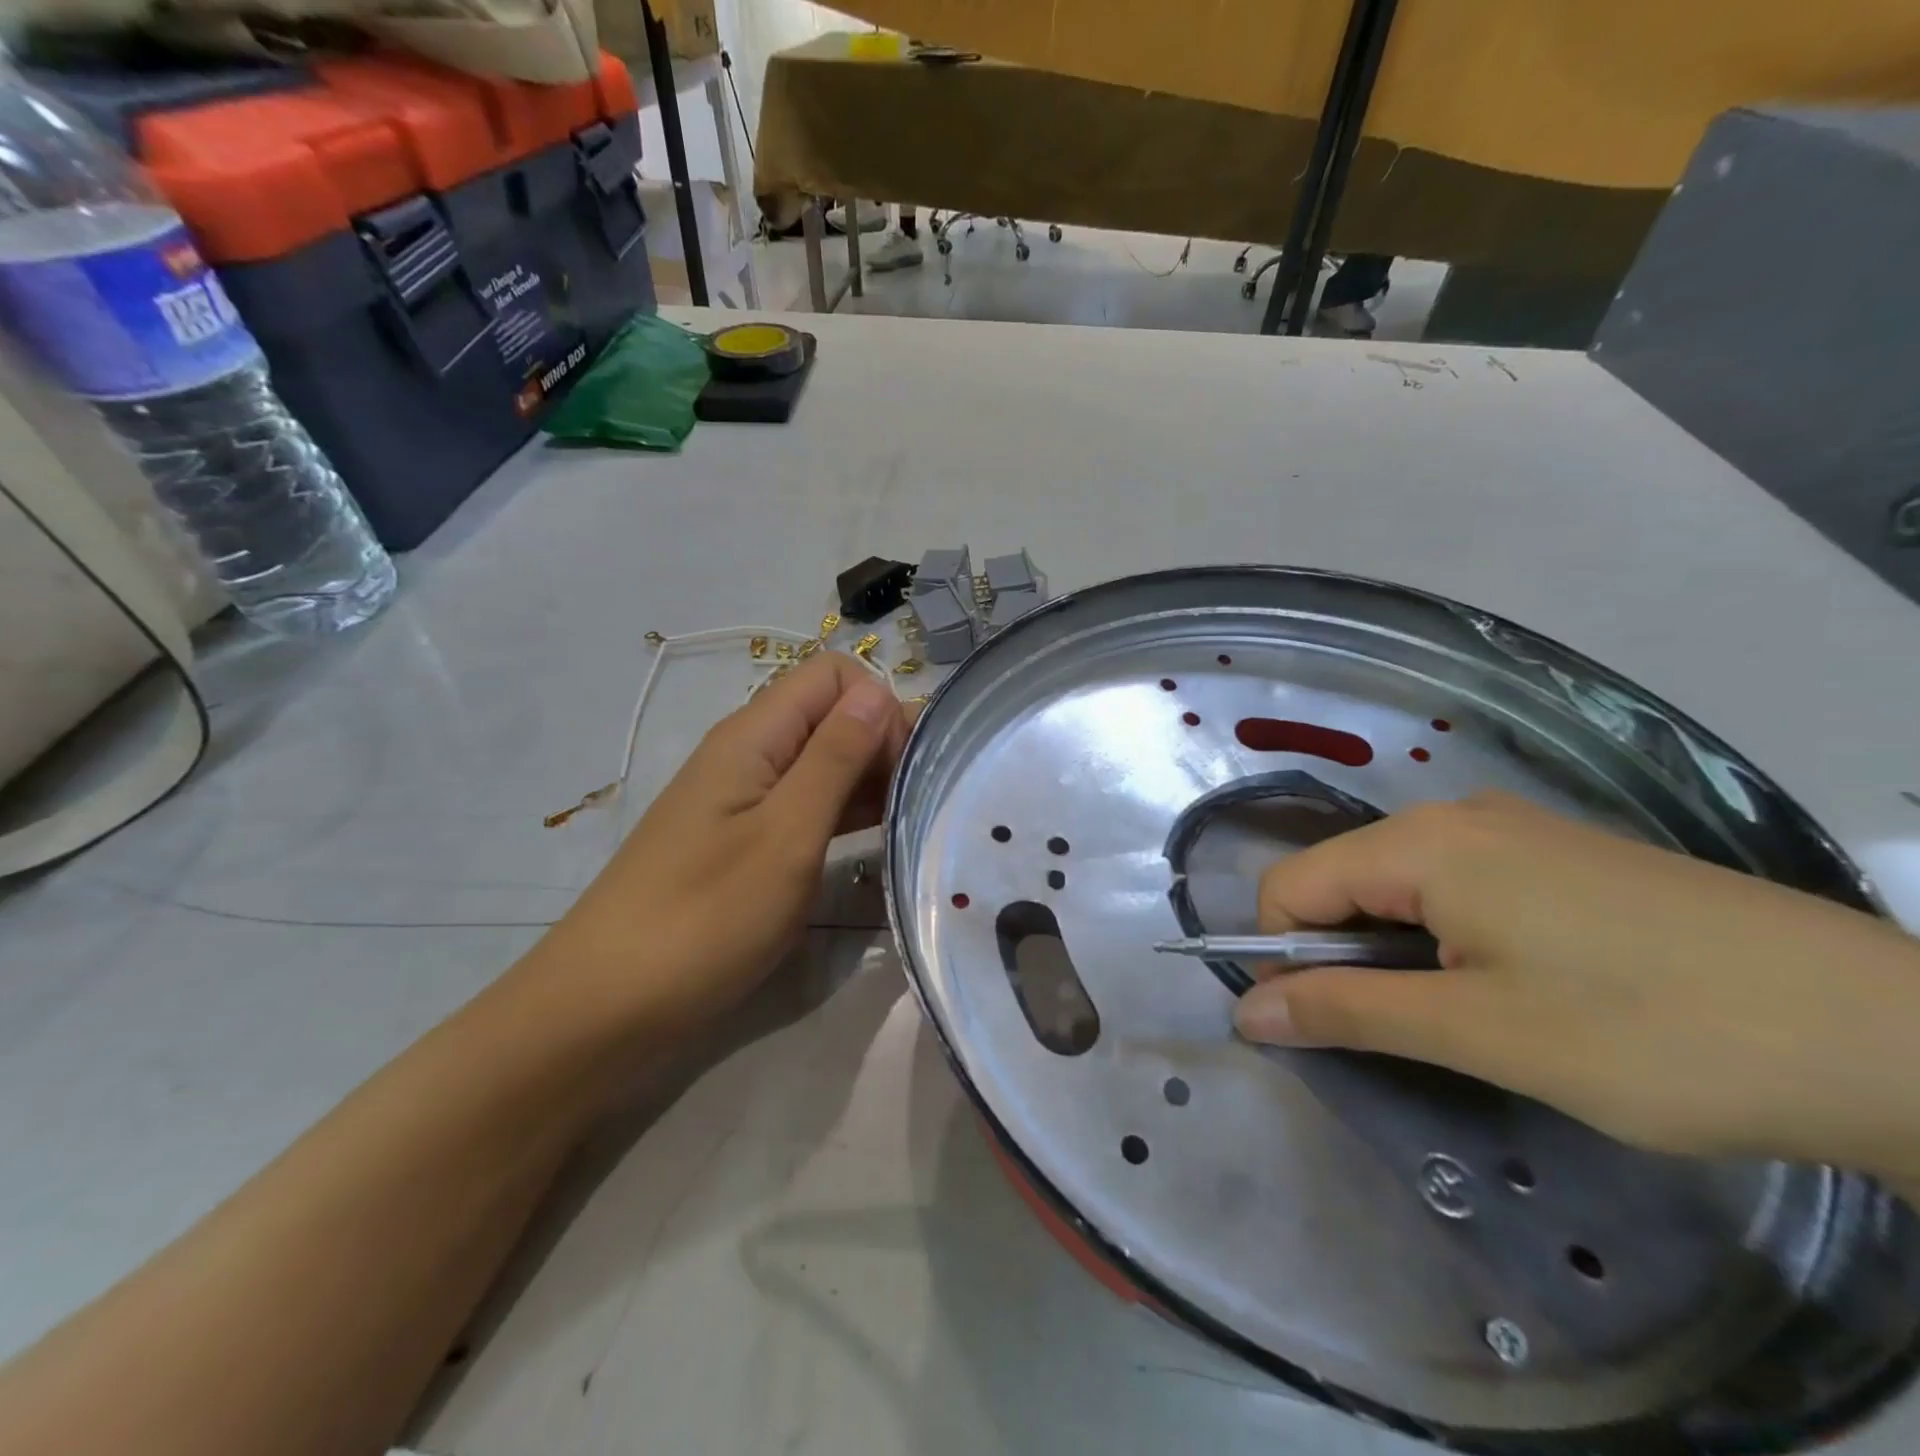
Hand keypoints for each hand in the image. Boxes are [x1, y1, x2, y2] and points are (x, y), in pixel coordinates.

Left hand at [533, 653, 910, 1031]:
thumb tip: (879, 693)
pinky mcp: (744, 839)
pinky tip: (871, 843)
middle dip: (880, 743)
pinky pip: (806, 803)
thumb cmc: (704, 917)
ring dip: (866, 781)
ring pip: (822, 761)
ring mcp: (744, 798)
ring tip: (904, 824)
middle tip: (912, 804)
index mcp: (754, 736)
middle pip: (830, 714)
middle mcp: (749, 753)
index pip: (833, 675)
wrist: (606, 1006)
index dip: (877, 707)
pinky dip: (842, 813)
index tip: (900, 768)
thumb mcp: (786, 835)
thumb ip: (835, 759)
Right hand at [1235, 793, 1919, 1189]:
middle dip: (1343, 955)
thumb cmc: (1657, 1032)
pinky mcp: (1560, 855)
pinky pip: (1457, 885)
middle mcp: (1456, 815)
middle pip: (1341, 881)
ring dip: (1397, 951)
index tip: (1325, 1026)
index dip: (1283, 956)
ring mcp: (1514, 829)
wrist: (1896, 1037)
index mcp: (1422, 843)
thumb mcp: (1481, 1032)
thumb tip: (1245, 1012)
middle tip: (1410, 1032)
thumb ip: (1347, 1012)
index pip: (1290, 886)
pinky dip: (1448, 936)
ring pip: (1399, 886)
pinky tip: (1520, 984)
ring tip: (1471, 1015)